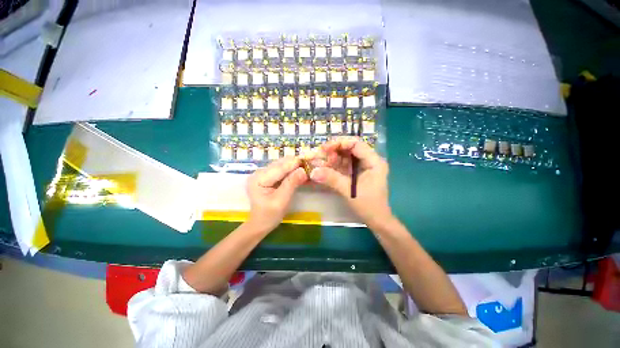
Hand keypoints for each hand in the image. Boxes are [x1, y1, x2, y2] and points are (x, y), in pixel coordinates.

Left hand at [246, 157, 307, 232]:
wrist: (261, 224)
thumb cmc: (269, 215)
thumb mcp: (281, 201)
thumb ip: (291, 184)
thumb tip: (303, 170)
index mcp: (258, 178)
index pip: (279, 167)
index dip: (295, 164)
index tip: (310, 161)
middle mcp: (259, 172)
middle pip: (281, 163)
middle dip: (296, 164)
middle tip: (311, 166)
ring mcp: (263, 173)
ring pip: (283, 165)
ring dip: (295, 167)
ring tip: (308, 169)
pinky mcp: (268, 176)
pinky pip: (282, 170)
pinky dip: (292, 171)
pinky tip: (301, 173)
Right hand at [309, 137, 392, 228]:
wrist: (376, 220)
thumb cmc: (368, 205)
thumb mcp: (349, 191)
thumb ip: (332, 179)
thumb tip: (313, 171)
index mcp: (374, 161)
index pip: (356, 144)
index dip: (339, 143)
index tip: (324, 148)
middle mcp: (370, 160)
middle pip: (350, 148)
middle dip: (334, 150)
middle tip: (320, 155)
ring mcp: (363, 166)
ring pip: (346, 156)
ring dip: (333, 158)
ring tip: (321, 162)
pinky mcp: (357, 173)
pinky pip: (345, 165)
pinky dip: (335, 166)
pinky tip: (326, 168)